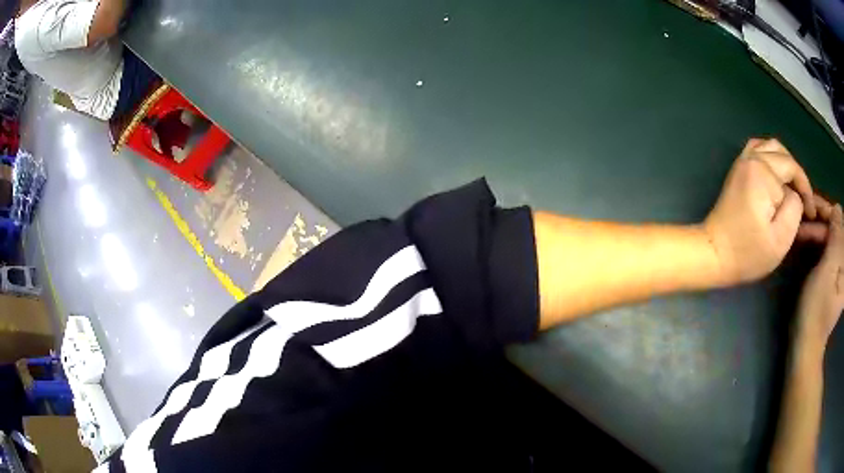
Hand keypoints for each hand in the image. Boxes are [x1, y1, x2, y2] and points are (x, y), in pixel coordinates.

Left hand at [704, 138, 820, 283]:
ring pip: (771, 147)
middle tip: (805, 202)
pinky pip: (759, 150)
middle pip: (783, 154)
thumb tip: (795, 193)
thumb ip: (794, 207)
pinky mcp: (738, 169)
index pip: (793, 169)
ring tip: (794, 190)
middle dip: (798, 176)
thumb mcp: (780, 237)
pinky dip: (772, 158)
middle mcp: (751, 158)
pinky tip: (778, 178)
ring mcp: (742, 161)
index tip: (811, 212)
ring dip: (786, 164)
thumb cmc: (748, 252)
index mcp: (763, 171)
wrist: (714, 252)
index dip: (806, 189)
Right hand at [797, 204, 843, 346]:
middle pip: (836, 232)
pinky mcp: (832, 282)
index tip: (813, 205)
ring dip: (818, 231)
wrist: (806, 345)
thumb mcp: (827, 269)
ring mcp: (839, 275)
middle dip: (822, 222)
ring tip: (801, 229)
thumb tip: (836, 208)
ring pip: (831, 241)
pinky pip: (828, 253)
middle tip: (803, 217)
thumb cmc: (817, 308)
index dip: (829, 211)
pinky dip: (818, 244)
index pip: (841, 225)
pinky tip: (808, 242)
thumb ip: (836, 236)